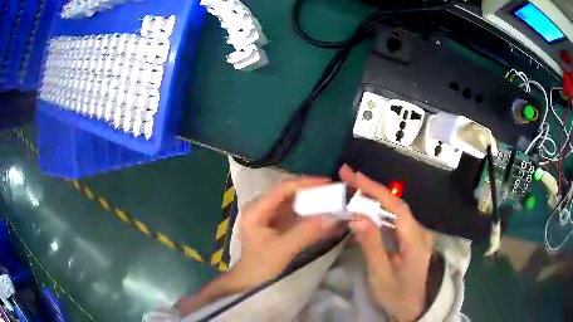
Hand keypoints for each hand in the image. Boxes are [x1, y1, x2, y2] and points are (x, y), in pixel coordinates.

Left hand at [229, 177, 342, 291]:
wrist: (250, 280)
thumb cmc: (261, 266)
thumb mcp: (283, 250)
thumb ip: (306, 233)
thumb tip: (333, 217)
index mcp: (255, 209)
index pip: (282, 188)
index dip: (306, 183)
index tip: (328, 183)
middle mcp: (260, 206)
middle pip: (287, 191)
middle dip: (310, 190)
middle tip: (333, 190)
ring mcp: (266, 212)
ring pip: (291, 199)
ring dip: (310, 198)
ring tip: (331, 198)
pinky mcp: (274, 221)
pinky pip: (293, 210)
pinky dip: (307, 210)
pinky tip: (321, 211)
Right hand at [339, 165, 433, 321]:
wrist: (416, 307)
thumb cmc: (397, 295)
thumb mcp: (381, 275)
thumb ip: (371, 246)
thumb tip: (357, 217)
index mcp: (415, 241)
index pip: (396, 207)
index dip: (376, 189)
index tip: (355, 176)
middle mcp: (419, 232)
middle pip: (396, 204)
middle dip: (372, 189)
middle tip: (348, 176)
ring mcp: (417, 234)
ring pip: (396, 211)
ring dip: (374, 198)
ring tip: (353, 188)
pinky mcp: (412, 238)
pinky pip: (396, 220)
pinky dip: (380, 211)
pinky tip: (367, 208)